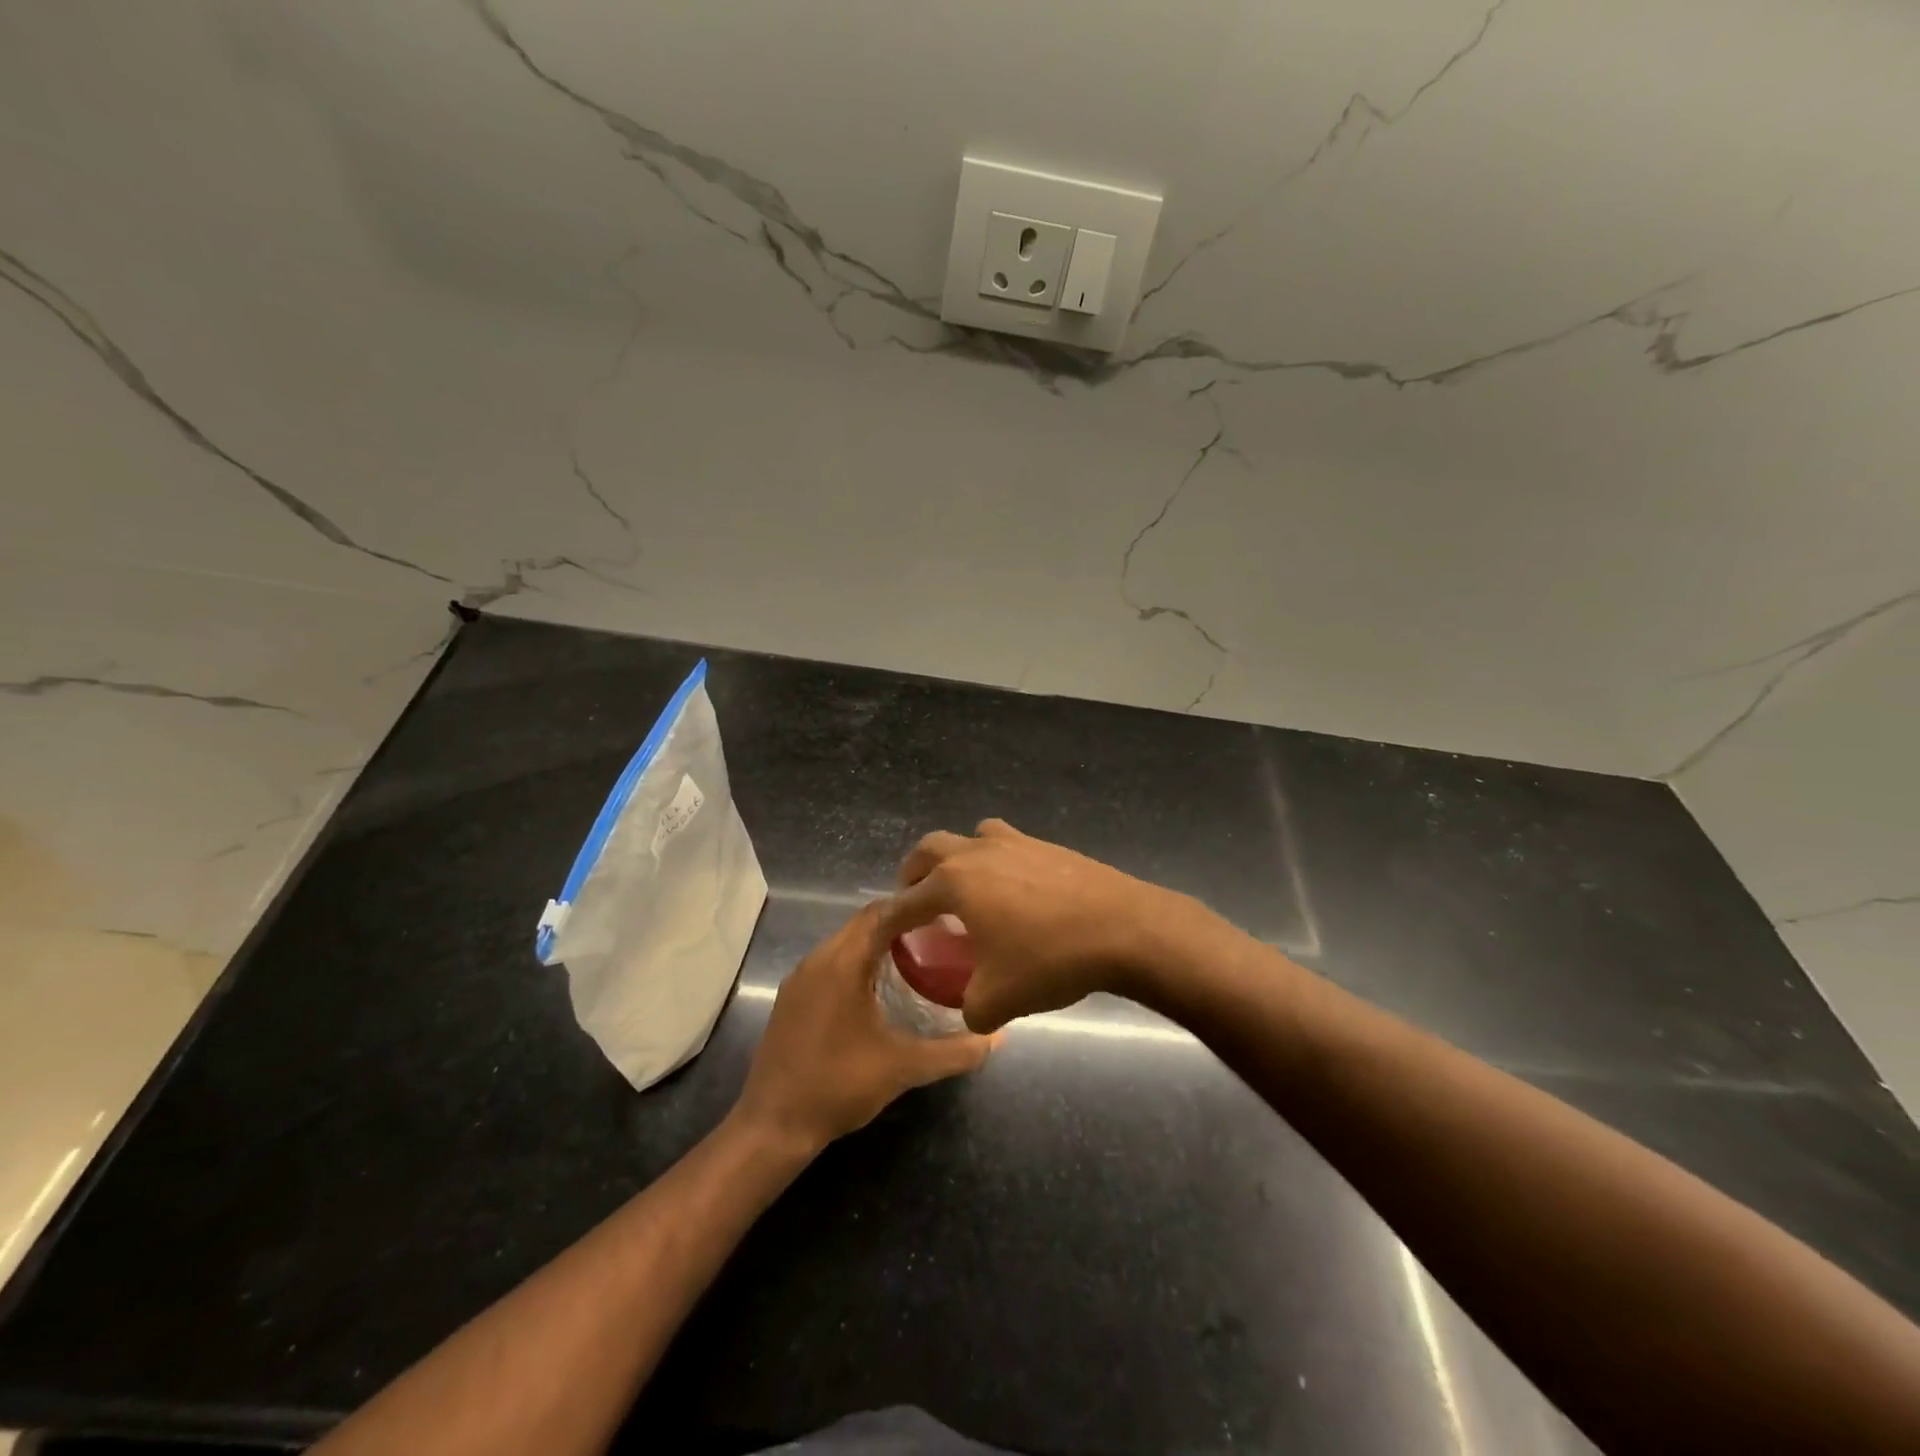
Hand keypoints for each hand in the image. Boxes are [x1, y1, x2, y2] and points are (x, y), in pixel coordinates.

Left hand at [733, 902, 995, 1153]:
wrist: (773, 1126)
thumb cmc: (838, 1086)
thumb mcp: (903, 1068)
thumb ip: (954, 1051)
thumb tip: (997, 1036)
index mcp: (842, 962)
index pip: (882, 912)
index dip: (915, 906)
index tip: (949, 914)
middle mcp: (818, 959)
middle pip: (864, 922)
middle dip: (901, 922)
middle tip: (941, 935)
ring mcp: (800, 978)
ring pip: (846, 941)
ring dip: (878, 941)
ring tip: (918, 956)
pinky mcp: (791, 997)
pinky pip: (831, 961)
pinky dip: (858, 960)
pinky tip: (880, 986)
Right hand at [882, 820, 1190, 1032]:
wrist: (1125, 928)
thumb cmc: (1050, 960)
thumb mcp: (998, 1000)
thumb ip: (969, 1008)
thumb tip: (970, 1008)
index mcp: (955, 882)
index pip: (906, 901)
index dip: (889, 920)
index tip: (882, 935)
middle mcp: (978, 852)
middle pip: (930, 849)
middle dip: (915, 873)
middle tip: (916, 900)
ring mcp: (1016, 842)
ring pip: (973, 837)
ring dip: (958, 858)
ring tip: (966, 890)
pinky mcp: (1049, 846)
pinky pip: (1008, 846)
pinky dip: (996, 862)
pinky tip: (1015, 895)